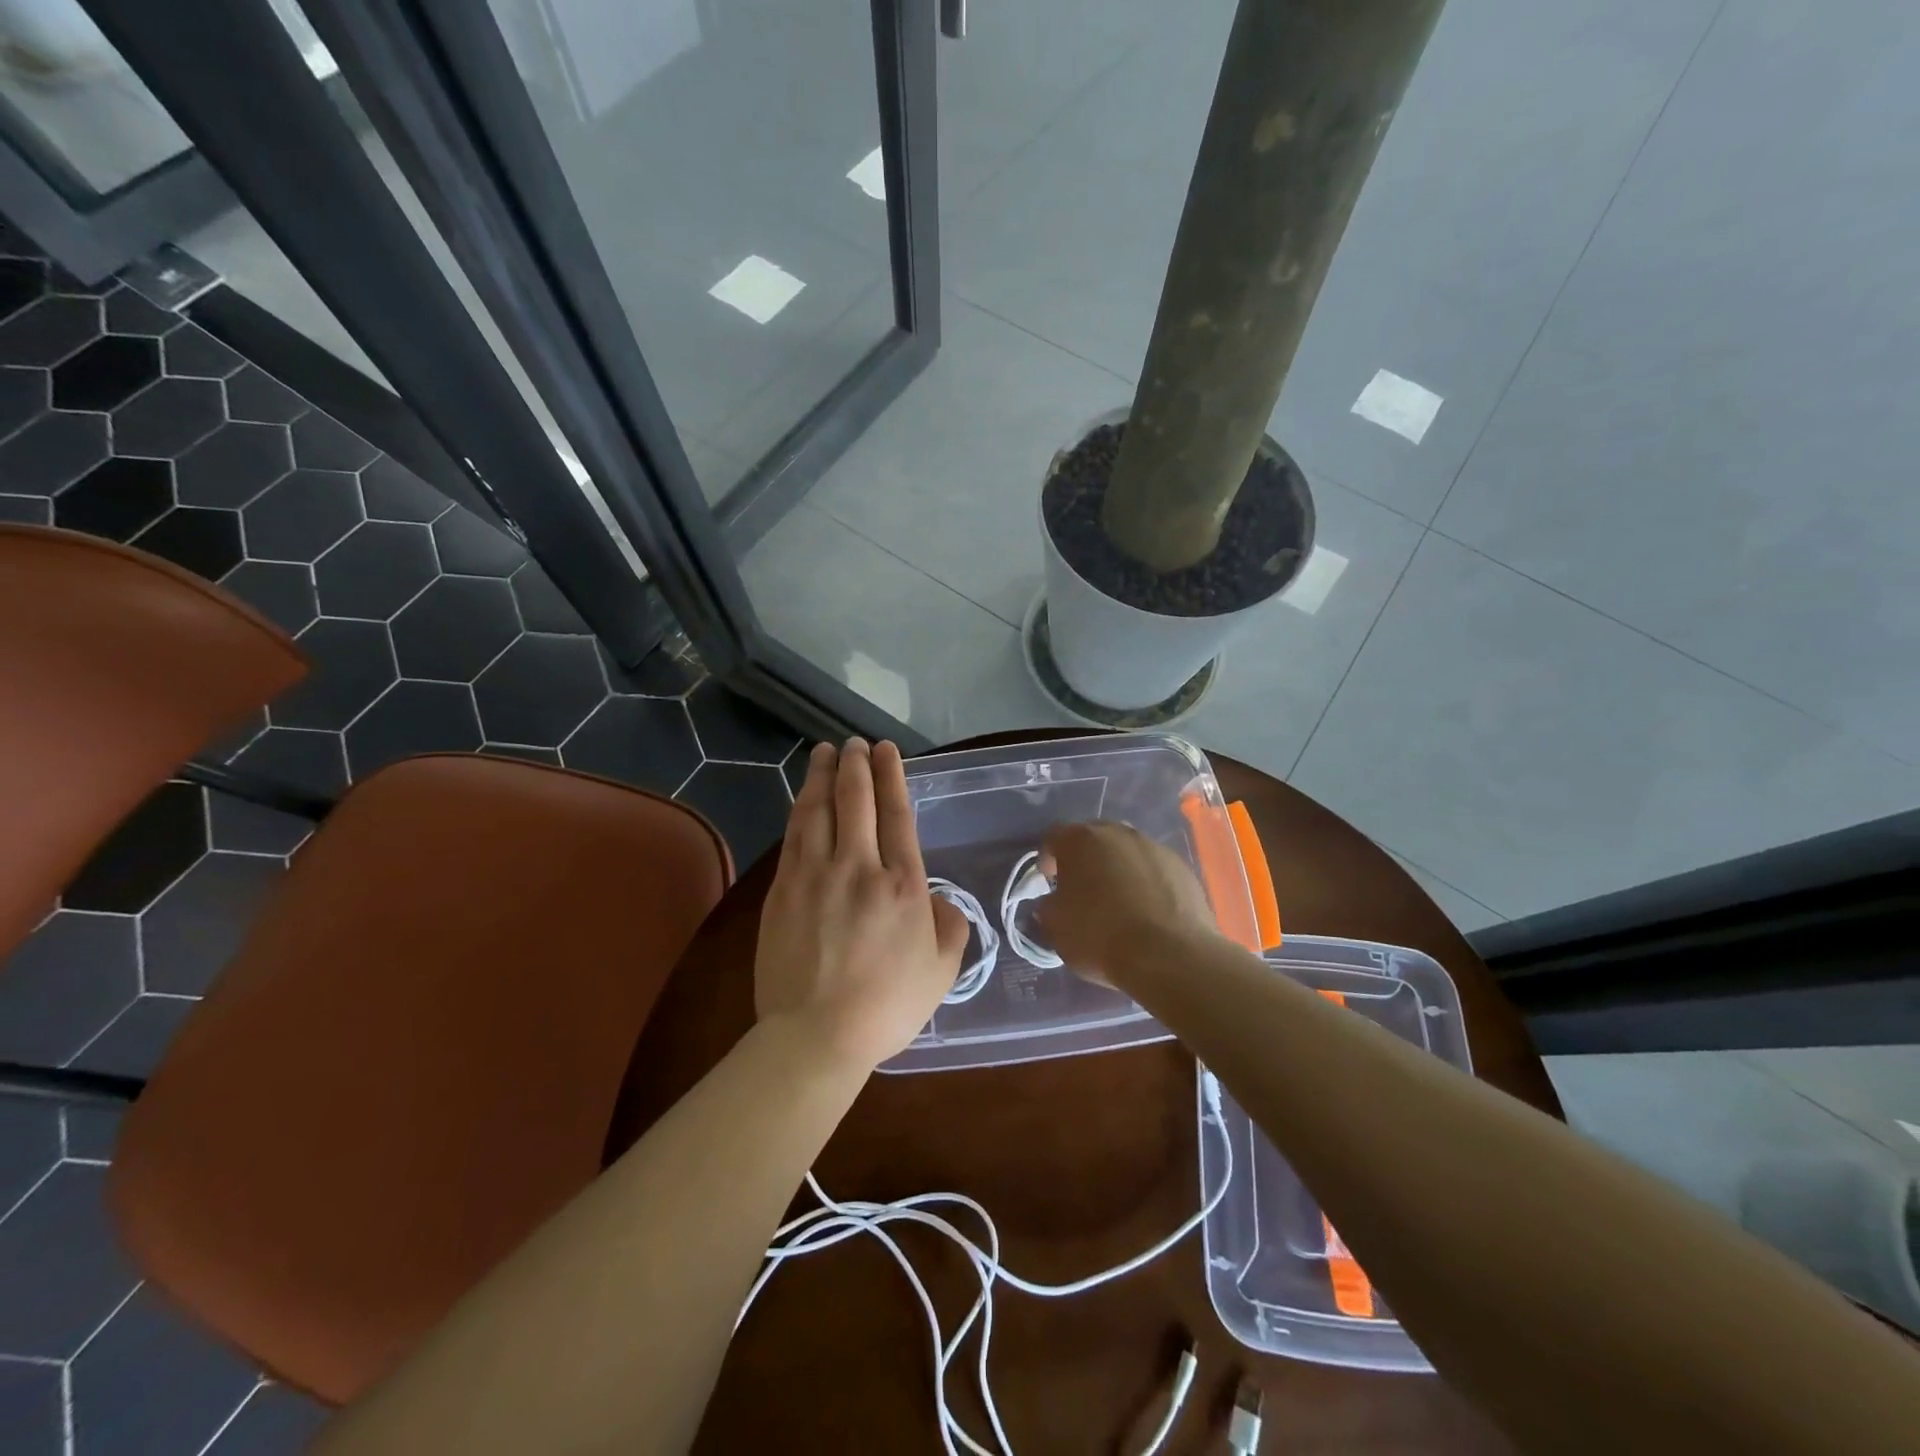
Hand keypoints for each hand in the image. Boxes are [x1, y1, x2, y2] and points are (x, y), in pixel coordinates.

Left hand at [755, 739, 969, 1070]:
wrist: (816, 1035)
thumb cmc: (887, 1006)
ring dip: (823, 777)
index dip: (892, 776)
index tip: (887, 750)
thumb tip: (935, 899)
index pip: (897, 814)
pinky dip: (800, 810)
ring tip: (826, 753)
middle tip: (855, 743)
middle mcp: (859, 867)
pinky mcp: (783, 891)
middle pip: (856, 801)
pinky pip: (793, 837)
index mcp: (902, 884)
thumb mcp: (941, 971)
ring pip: (818, 811)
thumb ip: (948, 926)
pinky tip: (802, 798)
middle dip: (857, 765)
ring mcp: (815, 876)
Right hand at [1037, 821, 1220, 986]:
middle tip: (1083, 890)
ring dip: (1118, 870)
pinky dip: (1147, 884)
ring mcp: (1154, 847)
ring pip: (1127, 853)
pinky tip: (1147, 912)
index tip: (1050, 882)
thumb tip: (1055, 902)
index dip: (1048, 858)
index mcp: (1080, 840)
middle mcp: (1118, 833)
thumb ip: (1049, 905)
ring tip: (1119, 903)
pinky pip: (1154, 870)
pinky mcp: (1181, 867)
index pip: (1054, 837)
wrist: (1169, 955)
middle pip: (1094, 839)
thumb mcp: (1055, 926)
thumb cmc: (1100, 935)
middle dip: (1086, 860)